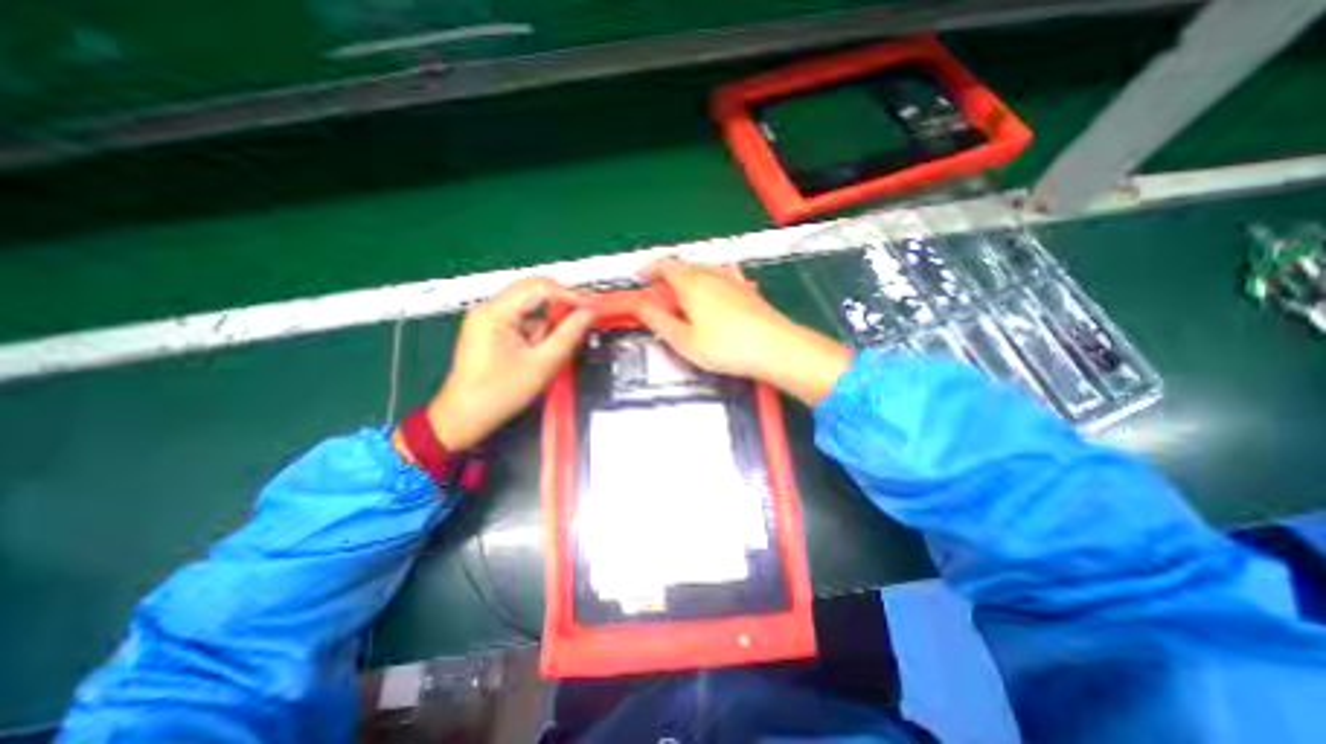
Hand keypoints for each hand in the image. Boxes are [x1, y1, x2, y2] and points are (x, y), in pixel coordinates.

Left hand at [393, 277, 589, 456]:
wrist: (464, 418)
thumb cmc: (499, 393)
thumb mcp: (542, 364)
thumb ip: (568, 335)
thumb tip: (588, 313)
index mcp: (495, 312)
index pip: (539, 287)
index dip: (570, 294)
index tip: (592, 308)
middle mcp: (488, 309)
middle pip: (533, 295)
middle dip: (559, 310)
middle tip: (583, 323)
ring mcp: (487, 320)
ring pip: (530, 311)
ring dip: (547, 327)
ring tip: (548, 355)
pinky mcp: (490, 332)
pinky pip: (522, 324)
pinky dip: (537, 336)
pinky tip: (537, 357)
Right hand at [632, 258, 849, 404]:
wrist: (775, 347)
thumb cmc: (725, 347)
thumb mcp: (683, 340)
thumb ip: (658, 321)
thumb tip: (639, 306)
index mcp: (690, 283)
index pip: (664, 265)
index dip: (649, 269)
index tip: (641, 278)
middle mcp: (710, 273)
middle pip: (682, 265)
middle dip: (667, 275)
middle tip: (659, 294)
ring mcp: (731, 278)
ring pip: (702, 269)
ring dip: (687, 277)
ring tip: (682, 295)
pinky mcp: (746, 288)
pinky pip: (721, 274)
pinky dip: (709, 278)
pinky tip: (713, 289)